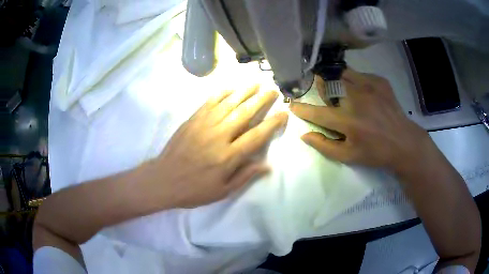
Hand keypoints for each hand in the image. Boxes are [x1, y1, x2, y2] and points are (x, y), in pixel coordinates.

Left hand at [148, 86, 287, 207]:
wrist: (163, 180)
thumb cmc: (194, 190)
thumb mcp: (222, 191)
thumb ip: (245, 176)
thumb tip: (267, 165)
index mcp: (228, 156)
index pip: (256, 135)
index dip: (272, 123)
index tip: (283, 113)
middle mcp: (219, 136)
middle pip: (244, 113)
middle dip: (261, 100)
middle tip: (272, 91)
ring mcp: (204, 125)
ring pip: (228, 103)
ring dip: (244, 92)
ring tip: (256, 84)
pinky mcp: (192, 120)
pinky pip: (209, 103)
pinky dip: (221, 94)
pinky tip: (230, 88)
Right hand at [290, 68, 434, 173]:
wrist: (404, 142)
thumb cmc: (376, 153)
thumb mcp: (349, 157)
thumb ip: (325, 146)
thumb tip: (304, 135)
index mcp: (348, 122)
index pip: (317, 112)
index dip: (302, 108)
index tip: (292, 104)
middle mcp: (356, 99)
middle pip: (329, 84)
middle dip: (321, 88)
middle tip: (326, 95)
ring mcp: (370, 87)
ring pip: (342, 73)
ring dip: (336, 80)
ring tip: (341, 89)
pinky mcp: (380, 81)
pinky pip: (360, 74)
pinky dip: (355, 80)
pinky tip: (361, 91)